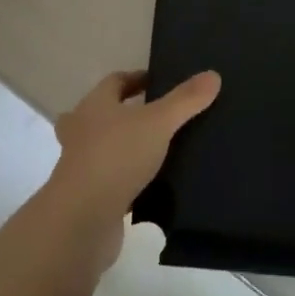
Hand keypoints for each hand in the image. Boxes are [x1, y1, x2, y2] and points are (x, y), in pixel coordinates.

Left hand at [40, 68, 220, 271]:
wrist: (82, 221)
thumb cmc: (117, 157)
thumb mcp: (158, 122)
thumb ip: (185, 100)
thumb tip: (213, 74)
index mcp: (95, 104)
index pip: (115, 81)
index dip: (137, 78)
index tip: (161, 82)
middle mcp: (82, 130)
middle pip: (104, 113)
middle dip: (127, 113)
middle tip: (158, 117)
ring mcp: (82, 166)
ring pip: (105, 148)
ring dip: (127, 148)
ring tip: (161, 151)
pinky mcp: (88, 197)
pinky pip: (112, 180)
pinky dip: (128, 180)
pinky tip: (153, 186)